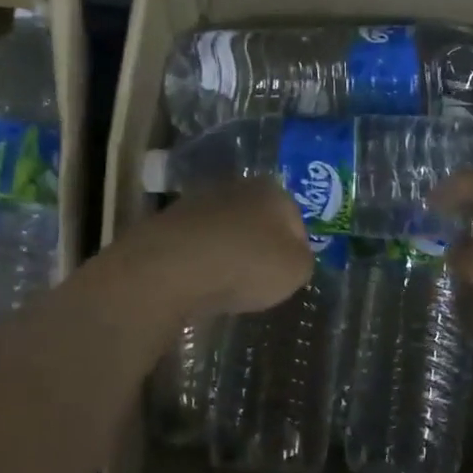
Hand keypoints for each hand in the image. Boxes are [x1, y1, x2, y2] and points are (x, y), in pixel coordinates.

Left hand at [109, 178, 312, 318]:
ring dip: (229, 252)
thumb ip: (303, 260)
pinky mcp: (169, 223)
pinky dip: (202, 261)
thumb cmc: (245, 263)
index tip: (289, 274)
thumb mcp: (295, 270)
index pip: (295, 219)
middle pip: (259, 220)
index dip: (297, 249)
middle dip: (261, 246)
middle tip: (261, 279)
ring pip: (226, 230)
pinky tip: (201, 283)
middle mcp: (237, 186)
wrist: (170, 267)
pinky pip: (198, 244)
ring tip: (228, 285)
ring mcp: (199, 202)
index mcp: (272, 190)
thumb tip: (294, 256)